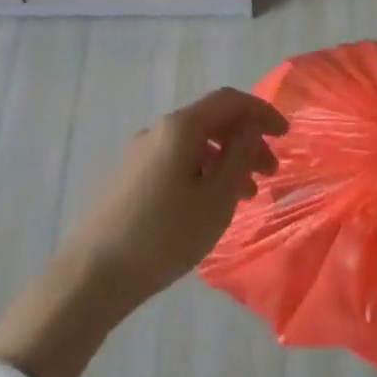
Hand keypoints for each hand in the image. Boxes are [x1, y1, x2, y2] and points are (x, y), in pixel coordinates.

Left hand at [60, 87, 287, 311]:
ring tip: (246, 196)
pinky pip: (177, 160)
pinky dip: (203, 171)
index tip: (285, 135)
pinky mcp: (129, 177)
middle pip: (212, 121)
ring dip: (226, 160)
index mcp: (181, 127)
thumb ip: (239, 157)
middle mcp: (158, 130)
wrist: (91, 276)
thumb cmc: (164, 236)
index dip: (261, 112)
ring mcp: (140, 153)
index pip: (230, 101)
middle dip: (246, 141)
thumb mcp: (215, 199)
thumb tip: (248, 129)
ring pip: (195, 144)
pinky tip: (210, 204)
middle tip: (270, 173)